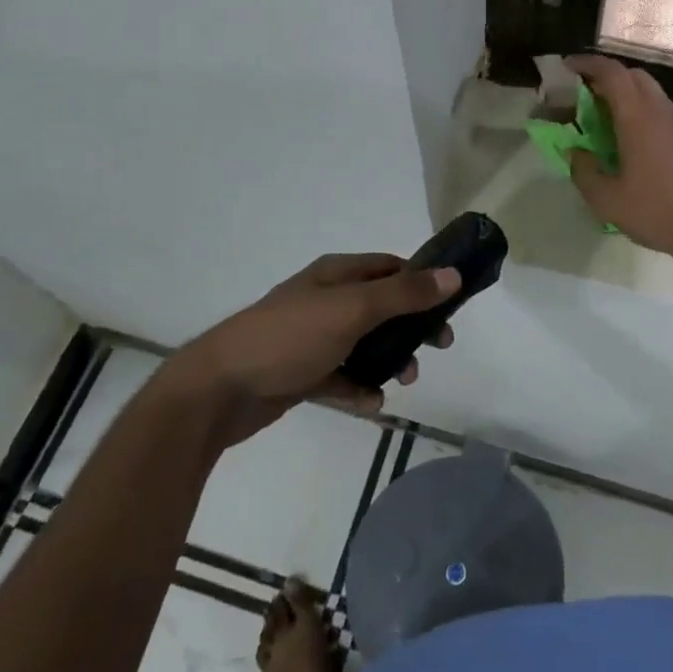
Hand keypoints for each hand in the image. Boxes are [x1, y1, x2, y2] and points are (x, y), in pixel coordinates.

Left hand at [164, 253, 459, 445]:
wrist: (219, 389)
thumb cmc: (289, 337)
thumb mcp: (352, 310)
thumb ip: (404, 295)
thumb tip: (453, 275)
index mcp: (336, 274)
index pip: (391, 267)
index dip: (423, 282)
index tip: (451, 305)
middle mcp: (326, 299)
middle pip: (383, 306)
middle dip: (412, 325)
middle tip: (438, 346)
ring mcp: (313, 337)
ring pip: (365, 343)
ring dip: (390, 359)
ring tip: (404, 380)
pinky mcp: (303, 372)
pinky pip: (343, 377)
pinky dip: (360, 388)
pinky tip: (371, 404)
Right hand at [565, 55, 672, 270]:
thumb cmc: (657, 212)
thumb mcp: (606, 200)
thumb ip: (584, 171)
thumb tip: (575, 152)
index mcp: (638, 118)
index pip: (612, 73)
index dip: (587, 64)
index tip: (567, 67)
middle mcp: (661, 112)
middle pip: (633, 76)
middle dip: (606, 77)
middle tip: (583, 94)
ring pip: (650, 93)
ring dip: (625, 95)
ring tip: (603, 119)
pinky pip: (661, 112)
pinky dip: (640, 113)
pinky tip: (630, 141)